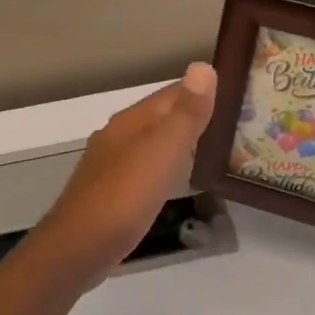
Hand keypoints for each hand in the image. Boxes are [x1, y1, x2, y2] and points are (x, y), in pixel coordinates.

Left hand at [32, 63, 217, 281]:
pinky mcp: (108, 194)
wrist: (79, 247)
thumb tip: (203, 67)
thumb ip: (185, 113)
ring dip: (175, 141)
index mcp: (130, 121)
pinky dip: (162, 167)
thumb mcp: (163, 150)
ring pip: (149, 143)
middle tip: (231, 121)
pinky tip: (171, 180)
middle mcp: (116, 136)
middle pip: (159, 117)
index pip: (171, 93)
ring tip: (208, 147)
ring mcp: (108, 166)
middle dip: (190, 115)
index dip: (201, 90)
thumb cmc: (125, 195)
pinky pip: (142, 169)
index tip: (235, 92)